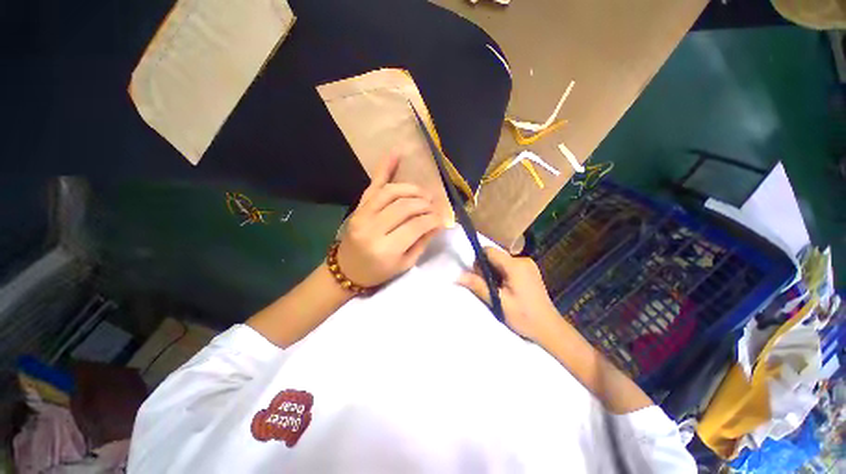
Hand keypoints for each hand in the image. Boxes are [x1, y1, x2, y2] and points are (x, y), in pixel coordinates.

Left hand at [337, 155, 444, 287]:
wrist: (347, 270)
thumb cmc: (378, 272)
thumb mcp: (405, 264)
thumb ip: (422, 242)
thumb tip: (439, 222)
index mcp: (386, 249)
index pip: (416, 226)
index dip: (433, 219)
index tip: (442, 218)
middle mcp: (373, 229)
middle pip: (405, 207)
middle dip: (425, 204)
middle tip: (434, 205)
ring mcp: (363, 214)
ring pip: (392, 192)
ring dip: (412, 189)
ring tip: (423, 194)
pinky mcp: (359, 207)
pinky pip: (373, 184)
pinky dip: (385, 167)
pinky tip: (396, 152)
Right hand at [458, 248, 559, 341]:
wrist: (549, 328)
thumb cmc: (524, 316)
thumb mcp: (498, 302)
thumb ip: (478, 286)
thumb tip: (458, 276)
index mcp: (515, 265)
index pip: (489, 251)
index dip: (479, 261)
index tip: (478, 277)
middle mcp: (522, 260)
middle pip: (495, 256)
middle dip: (486, 269)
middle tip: (489, 288)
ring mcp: (528, 265)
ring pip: (501, 262)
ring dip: (494, 273)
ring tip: (498, 291)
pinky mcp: (530, 270)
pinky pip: (509, 266)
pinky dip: (502, 274)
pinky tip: (507, 289)